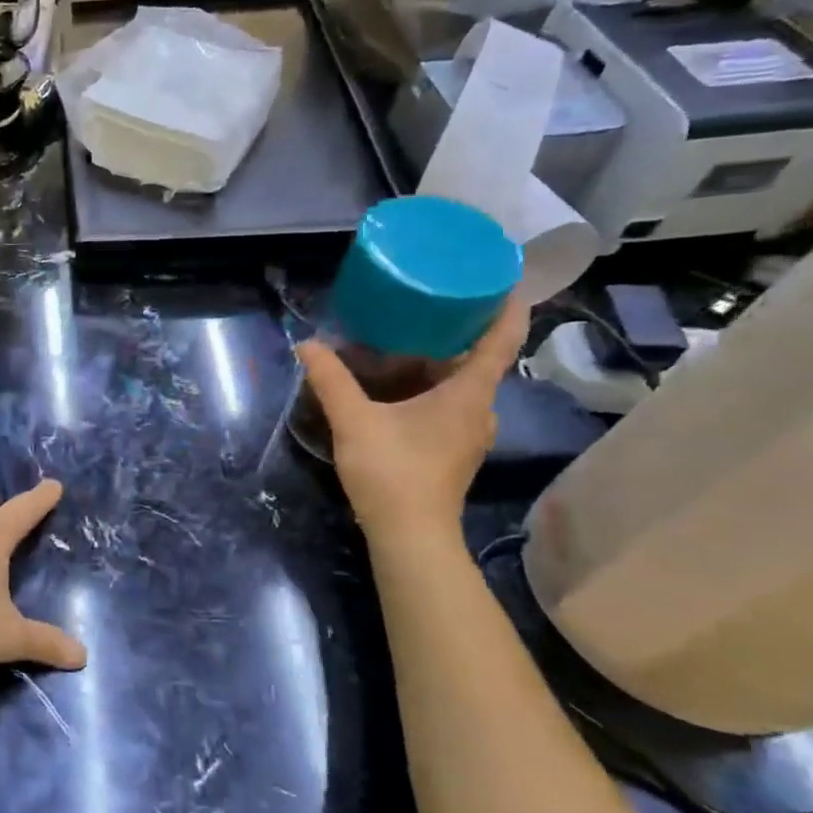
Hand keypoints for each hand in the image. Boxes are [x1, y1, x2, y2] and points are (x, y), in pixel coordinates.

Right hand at [298, 297, 528, 540]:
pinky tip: (394, 390)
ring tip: (401, 343)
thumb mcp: (354, 420)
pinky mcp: (452, 451)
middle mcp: (480, 410)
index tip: (499, 277)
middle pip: (476, 360)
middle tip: (422, 306)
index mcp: (469, 394)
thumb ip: (331, 380)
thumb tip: (307, 345)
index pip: (500, 339)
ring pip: (459, 386)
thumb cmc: (392, 470)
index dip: (504, 306)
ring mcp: (469, 434)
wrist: (410, 535)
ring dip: (436, 364)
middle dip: (453, 333)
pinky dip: (428, 389)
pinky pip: (448, 406)